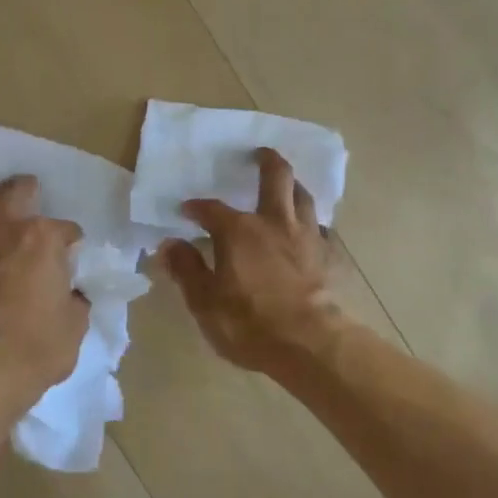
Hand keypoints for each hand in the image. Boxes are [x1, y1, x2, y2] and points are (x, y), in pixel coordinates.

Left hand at [0, 176, 88, 399]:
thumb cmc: (41, 346)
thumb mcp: (76, 322)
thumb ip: (73, 298)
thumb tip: (68, 294)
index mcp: (41, 239)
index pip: (64, 229)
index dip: (72, 240)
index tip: (75, 250)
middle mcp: (4, 235)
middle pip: (10, 195)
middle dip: (22, 188)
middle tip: (29, 185)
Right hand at [162, 148, 337, 374]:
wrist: (310, 344)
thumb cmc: (249, 322)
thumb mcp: (205, 301)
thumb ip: (187, 269)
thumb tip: (170, 245)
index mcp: (239, 231)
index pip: (212, 209)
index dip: (197, 208)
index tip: (187, 210)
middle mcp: (274, 222)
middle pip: (276, 177)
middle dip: (266, 161)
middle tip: (259, 153)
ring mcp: (306, 236)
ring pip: (303, 196)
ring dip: (293, 185)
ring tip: (287, 184)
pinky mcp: (327, 254)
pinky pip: (320, 227)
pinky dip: (311, 222)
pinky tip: (307, 230)